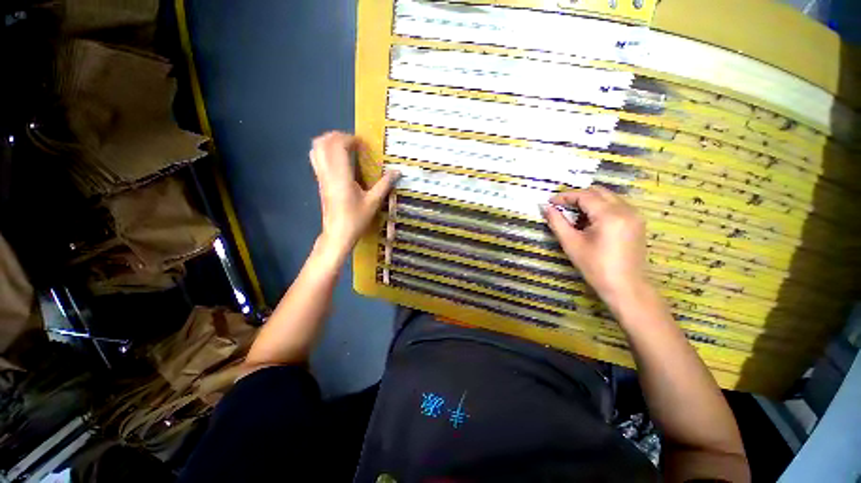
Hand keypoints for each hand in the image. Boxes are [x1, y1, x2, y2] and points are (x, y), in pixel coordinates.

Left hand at [309, 132, 397, 253]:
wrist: (338, 234)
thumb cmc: (356, 219)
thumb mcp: (373, 202)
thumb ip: (384, 185)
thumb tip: (397, 171)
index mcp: (341, 176)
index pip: (338, 146)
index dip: (349, 139)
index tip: (362, 144)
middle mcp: (327, 173)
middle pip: (323, 143)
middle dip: (337, 136)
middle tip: (353, 142)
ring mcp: (321, 177)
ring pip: (316, 149)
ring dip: (329, 142)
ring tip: (344, 147)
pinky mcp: (319, 182)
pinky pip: (316, 159)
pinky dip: (325, 152)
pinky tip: (338, 160)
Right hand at [542, 186, 649, 310]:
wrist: (625, 287)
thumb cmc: (595, 267)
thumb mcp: (571, 243)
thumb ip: (557, 222)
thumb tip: (546, 207)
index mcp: (610, 215)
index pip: (585, 196)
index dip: (565, 196)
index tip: (550, 201)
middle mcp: (626, 210)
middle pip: (598, 192)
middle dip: (577, 196)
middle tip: (561, 206)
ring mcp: (635, 215)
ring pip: (608, 197)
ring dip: (589, 201)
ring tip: (574, 215)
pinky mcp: (637, 222)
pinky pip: (616, 206)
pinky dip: (600, 207)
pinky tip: (590, 221)